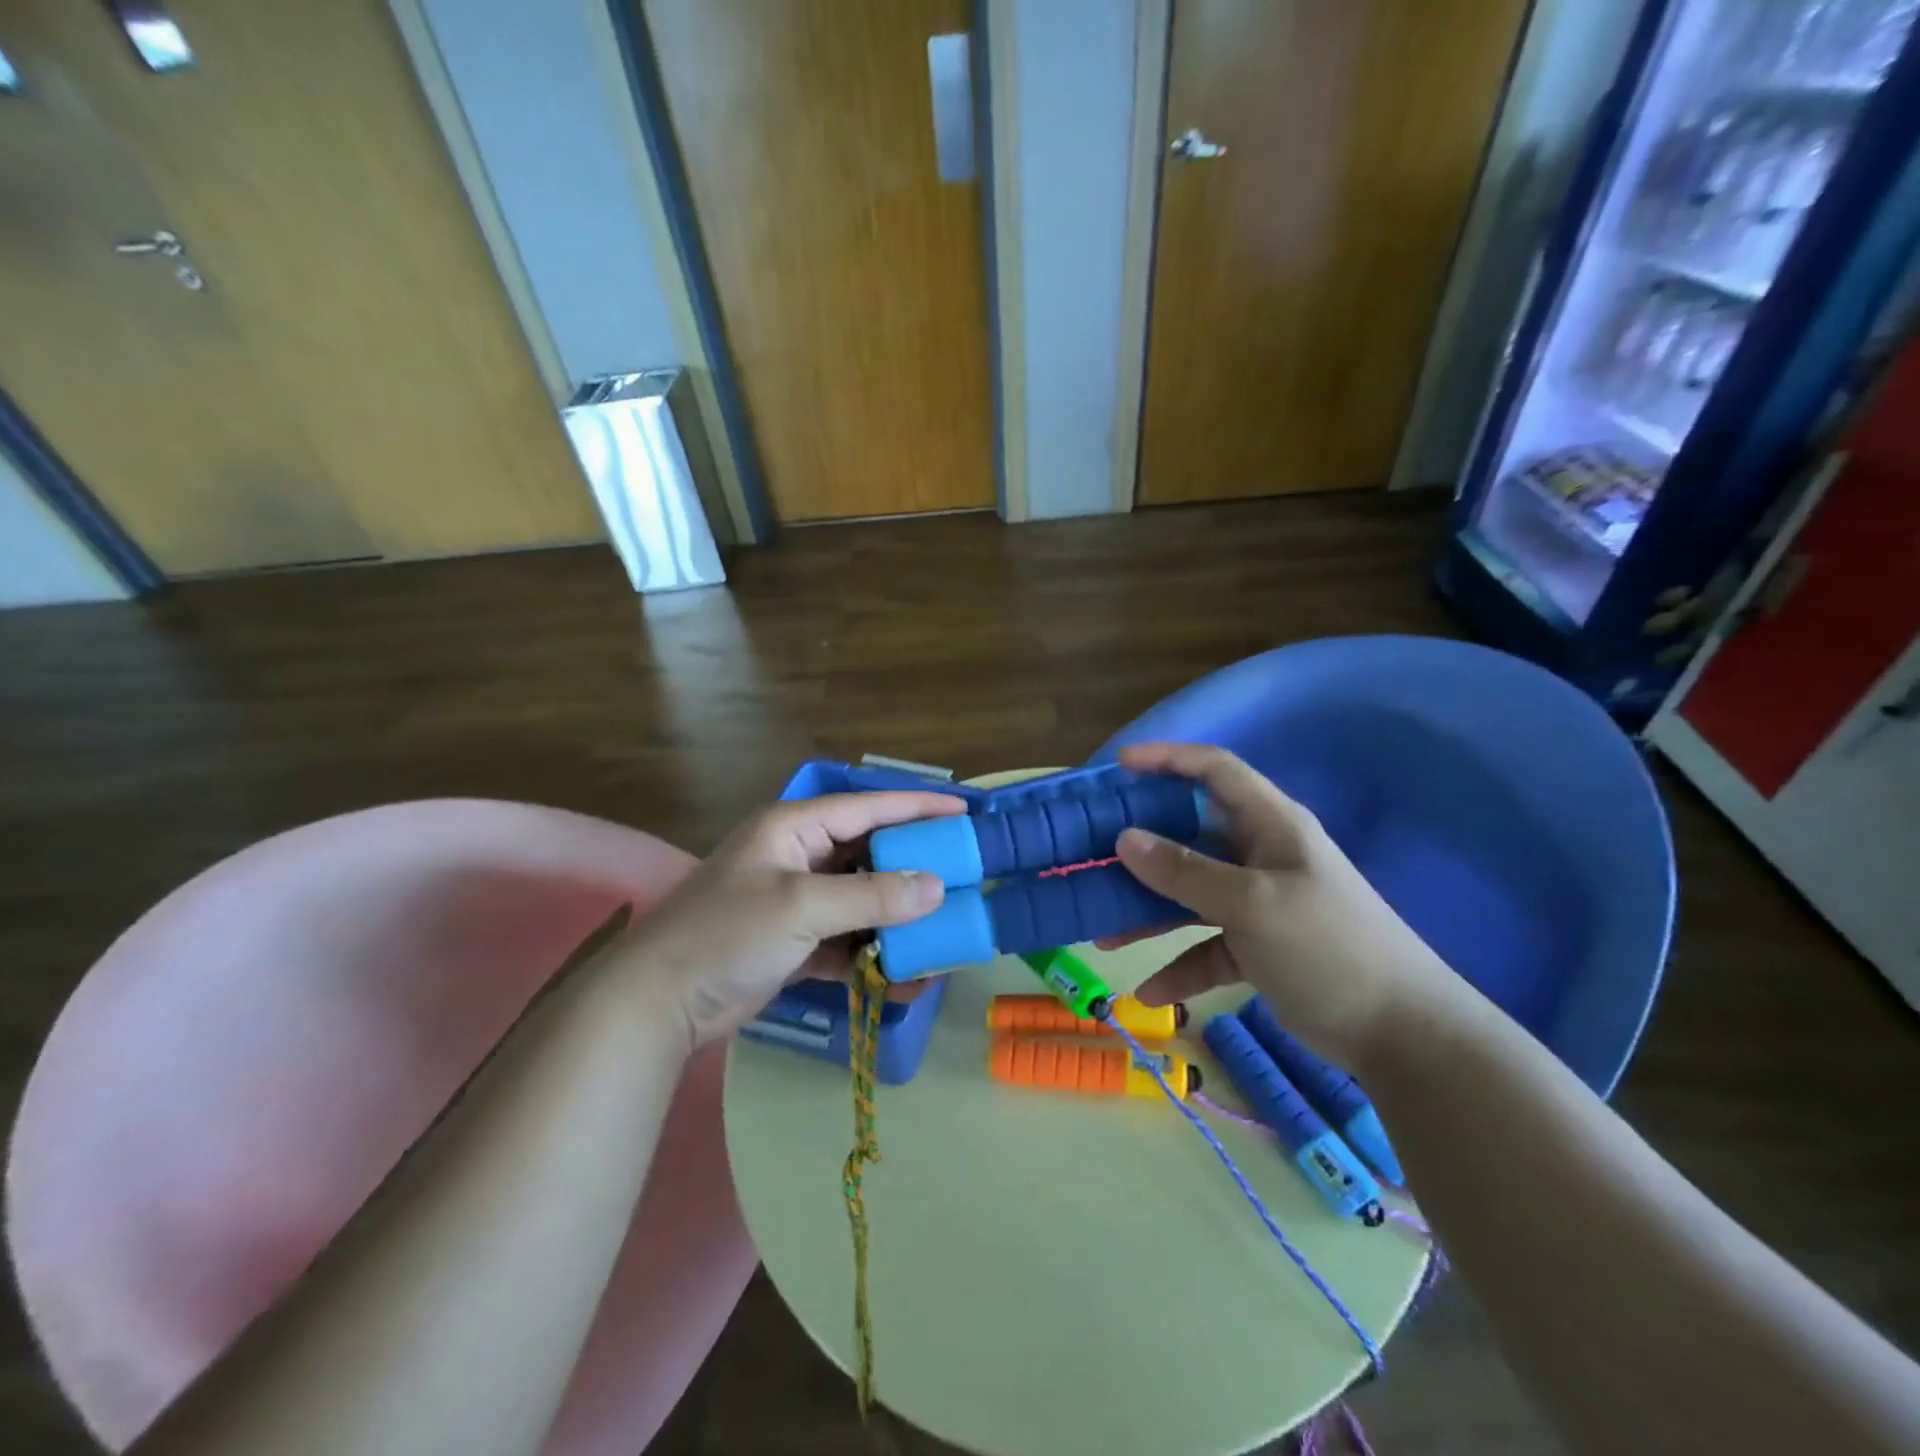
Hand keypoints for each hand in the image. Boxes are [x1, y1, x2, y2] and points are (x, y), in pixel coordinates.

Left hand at [614, 791, 964, 1047]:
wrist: (658, 1002)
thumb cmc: (728, 933)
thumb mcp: (802, 906)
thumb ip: (872, 896)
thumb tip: (937, 887)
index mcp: (795, 827)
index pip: (869, 807)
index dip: (918, 807)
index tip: (966, 812)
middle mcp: (799, 856)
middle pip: (870, 853)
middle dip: (915, 865)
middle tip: (966, 872)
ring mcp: (797, 901)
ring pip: (862, 898)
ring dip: (898, 915)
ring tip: (945, 925)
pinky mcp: (795, 941)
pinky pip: (847, 939)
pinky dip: (874, 953)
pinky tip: (908, 971)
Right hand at [1112, 743, 1454, 1068]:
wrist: (1402, 1034)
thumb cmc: (1328, 947)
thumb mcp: (1251, 905)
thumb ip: (1185, 872)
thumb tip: (1124, 838)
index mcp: (1269, 825)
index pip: (1214, 770)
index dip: (1167, 759)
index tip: (1116, 768)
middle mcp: (1260, 854)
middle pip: (1189, 834)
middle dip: (1140, 845)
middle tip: (1090, 853)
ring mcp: (1257, 901)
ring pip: (1189, 894)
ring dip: (1148, 912)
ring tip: (1101, 933)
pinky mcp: (1257, 946)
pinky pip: (1205, 945)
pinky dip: (1179, 965)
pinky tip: (1151, 994)